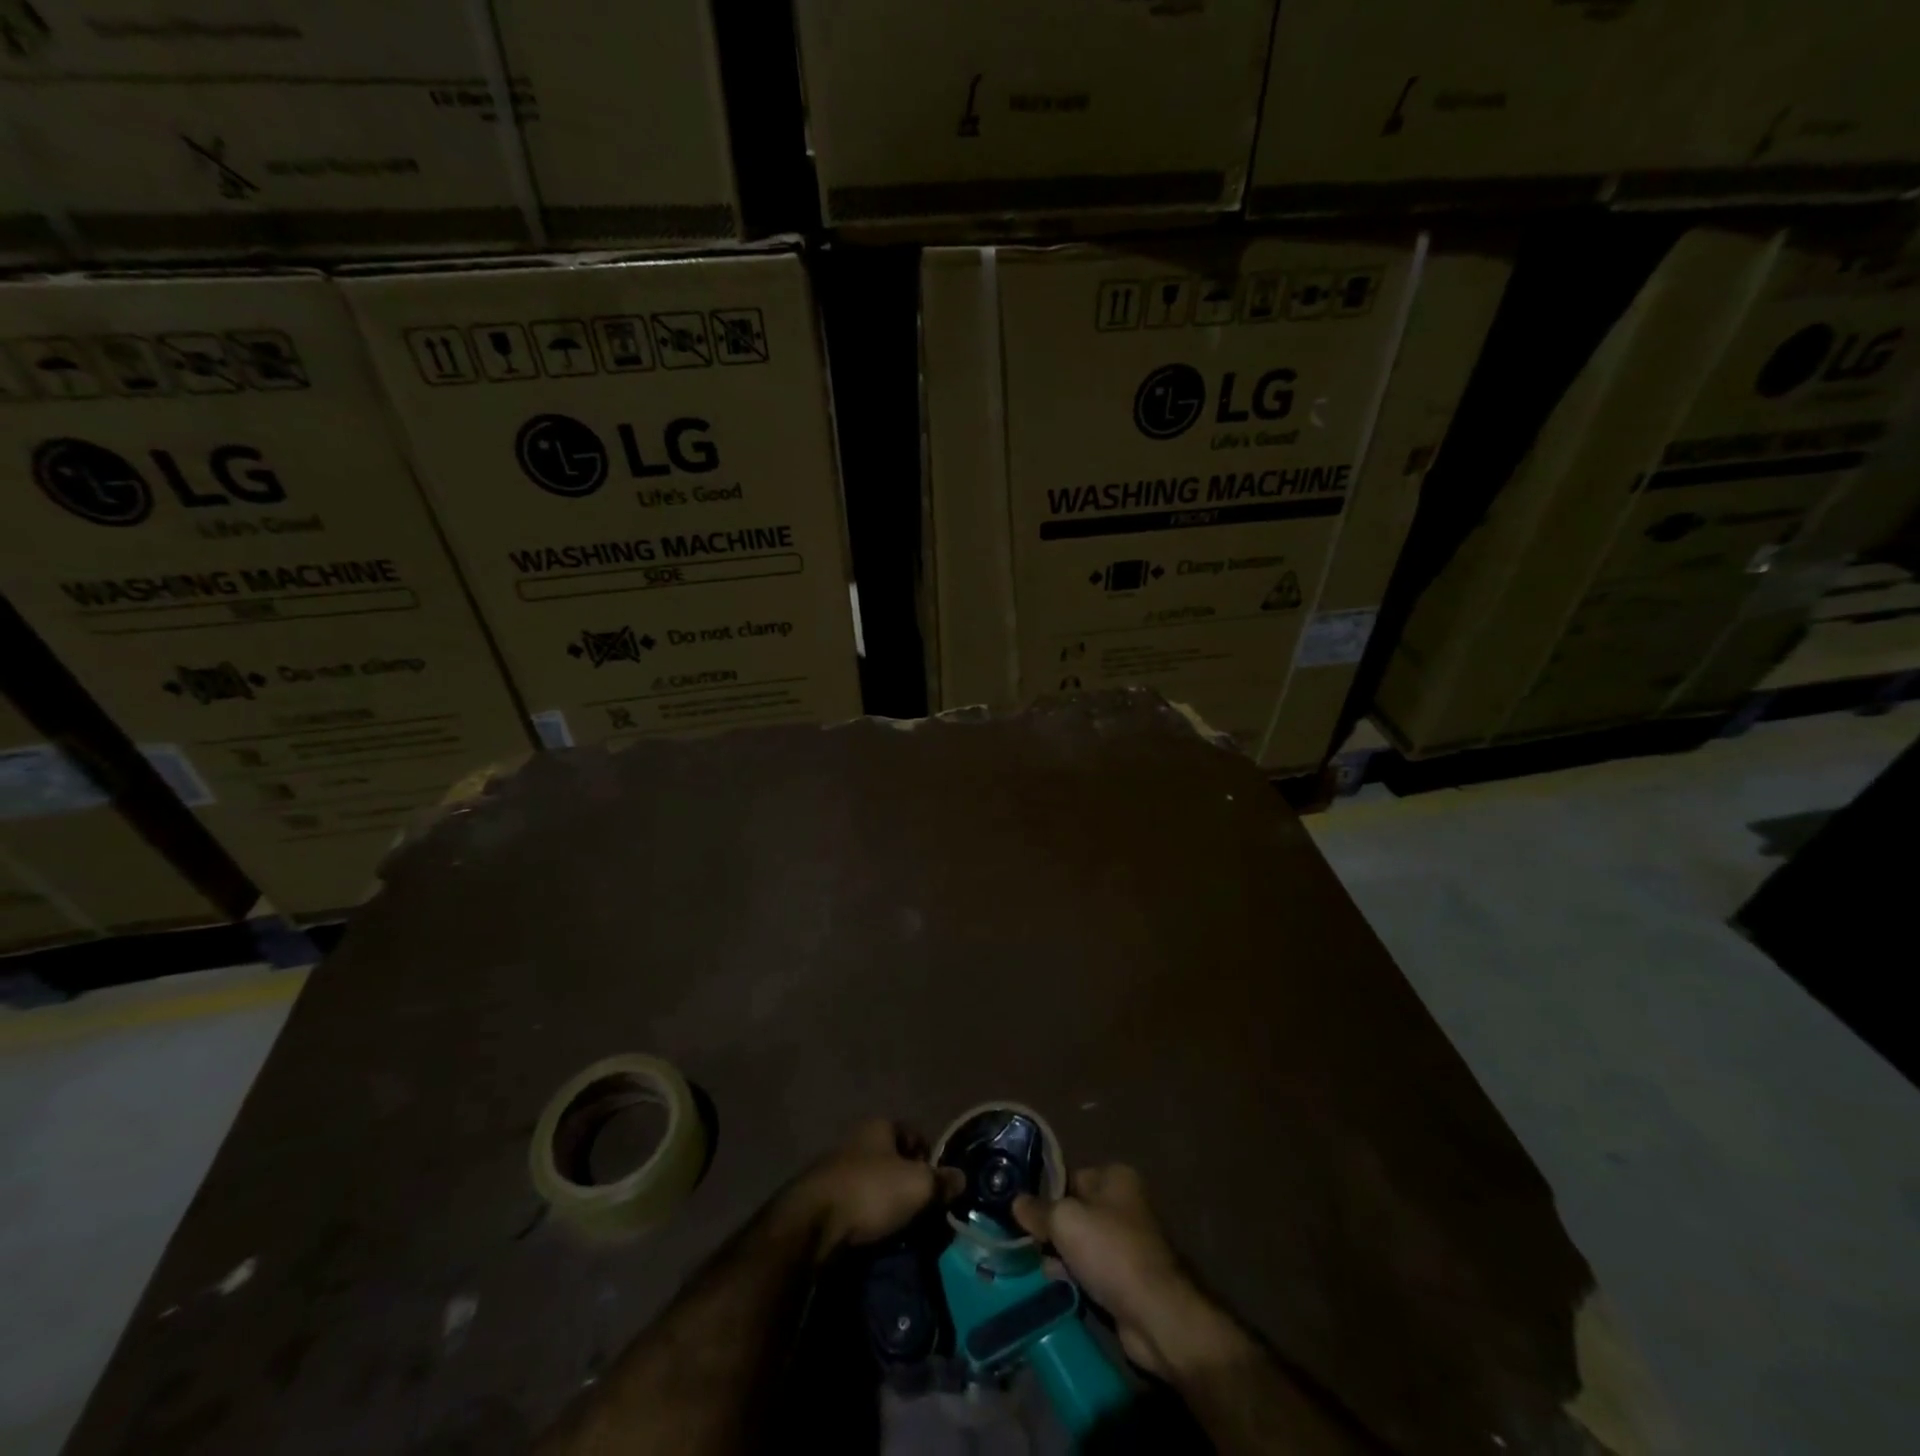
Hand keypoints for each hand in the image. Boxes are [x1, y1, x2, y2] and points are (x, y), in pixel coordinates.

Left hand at [783, 1119, 961, 1261]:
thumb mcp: (917, 1186)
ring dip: (886, 1202)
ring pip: (873, 1183)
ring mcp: (836, 1167)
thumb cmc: (870, 1192)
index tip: (937, 1186)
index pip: (914, 1134)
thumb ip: (941, 1181)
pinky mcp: (822, 1198)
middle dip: (907, 1182)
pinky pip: (855, 1204)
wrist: (811, 1225)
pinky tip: (873, 1235)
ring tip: (900, 1228)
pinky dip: (866, 1217)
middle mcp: (857, 1139)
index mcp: (879, 1126)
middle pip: (893, 1159)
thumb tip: (961, 1178)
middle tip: (922, 1211)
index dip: (929, 1157)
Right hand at [1013, 1164, 1230, 1377]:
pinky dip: (1076, 1276)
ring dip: (1061, 1256)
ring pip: (1081, 1242)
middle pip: (1075, 1210)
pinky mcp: (1127, 1276)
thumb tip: (1016, 1201)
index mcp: (1116, 1177)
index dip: (1045, 1194)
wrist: (1155, 1314)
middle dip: (1052, 1228)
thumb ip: (1038, 1209)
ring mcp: (1128, 1241)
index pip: (1069, 1177)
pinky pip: (1092, 1269)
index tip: (1022, 1212)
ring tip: (1041, 1268)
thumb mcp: (1065, 1221)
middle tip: (1027, 1243)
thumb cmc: (1110, 1252)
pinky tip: (1058, 1286)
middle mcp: (1124, 1203)